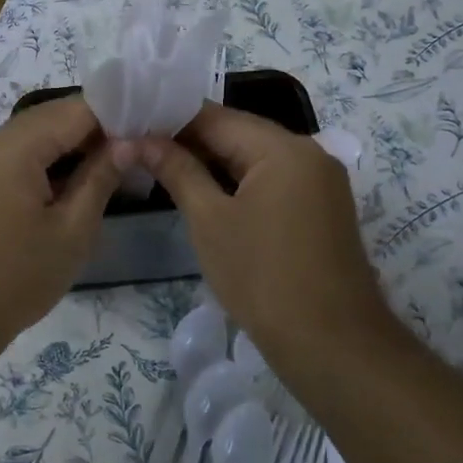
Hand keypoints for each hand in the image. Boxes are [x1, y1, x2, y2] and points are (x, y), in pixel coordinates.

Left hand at [0, 96, 117, 349]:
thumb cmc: (13, 278)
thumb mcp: (70, 231)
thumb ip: (100, 178)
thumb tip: (128, 143)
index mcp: (14, 144)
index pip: (77, 109)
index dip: (118, 116)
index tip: (152, 132)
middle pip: (54, 119)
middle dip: (97, 133)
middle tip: (140, 154)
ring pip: (36, 139)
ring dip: (73, 151)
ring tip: (117, 172)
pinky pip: (18, 159)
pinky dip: (49, 167)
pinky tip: (76, 187)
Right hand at [121, 104, 388, 353]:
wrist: (331, 345)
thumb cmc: (262, 277)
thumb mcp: (209, 220)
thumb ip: (176, 170)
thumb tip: (137, 140)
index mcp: (282, 147)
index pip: (215, 116)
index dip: (169, 119)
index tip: (131, 126)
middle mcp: (308, 152)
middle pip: (238, 133)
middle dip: (189, 140)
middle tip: (139, 148)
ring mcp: (320, 180)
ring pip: (254, 157)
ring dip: (212, 161)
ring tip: (162, 167)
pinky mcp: (322, 207)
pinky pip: (272, 179)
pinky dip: (238, 181)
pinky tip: (204, 191)